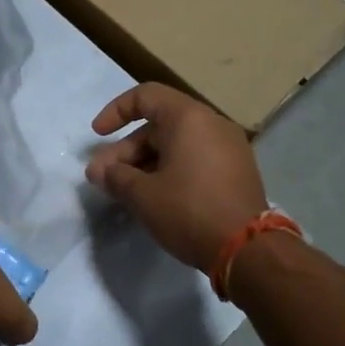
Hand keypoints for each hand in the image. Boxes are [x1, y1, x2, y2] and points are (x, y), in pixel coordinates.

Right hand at [86, 84, 267, 274]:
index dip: (115, 111)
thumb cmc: (188, 211)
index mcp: (189, 118)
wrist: (247, 249)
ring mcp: (229, 148)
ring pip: (176, 145)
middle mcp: (212, 124)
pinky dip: (169, 171)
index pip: (145, 96)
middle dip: (125, 151)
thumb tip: (98, 171)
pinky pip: (194, 160)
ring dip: (144, 164)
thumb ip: (115, 176)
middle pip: (158, 125)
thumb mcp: (142, 195)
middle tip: (103, 178)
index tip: (97, 136)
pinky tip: (153, 197)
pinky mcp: (236, 172)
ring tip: (123, 191)